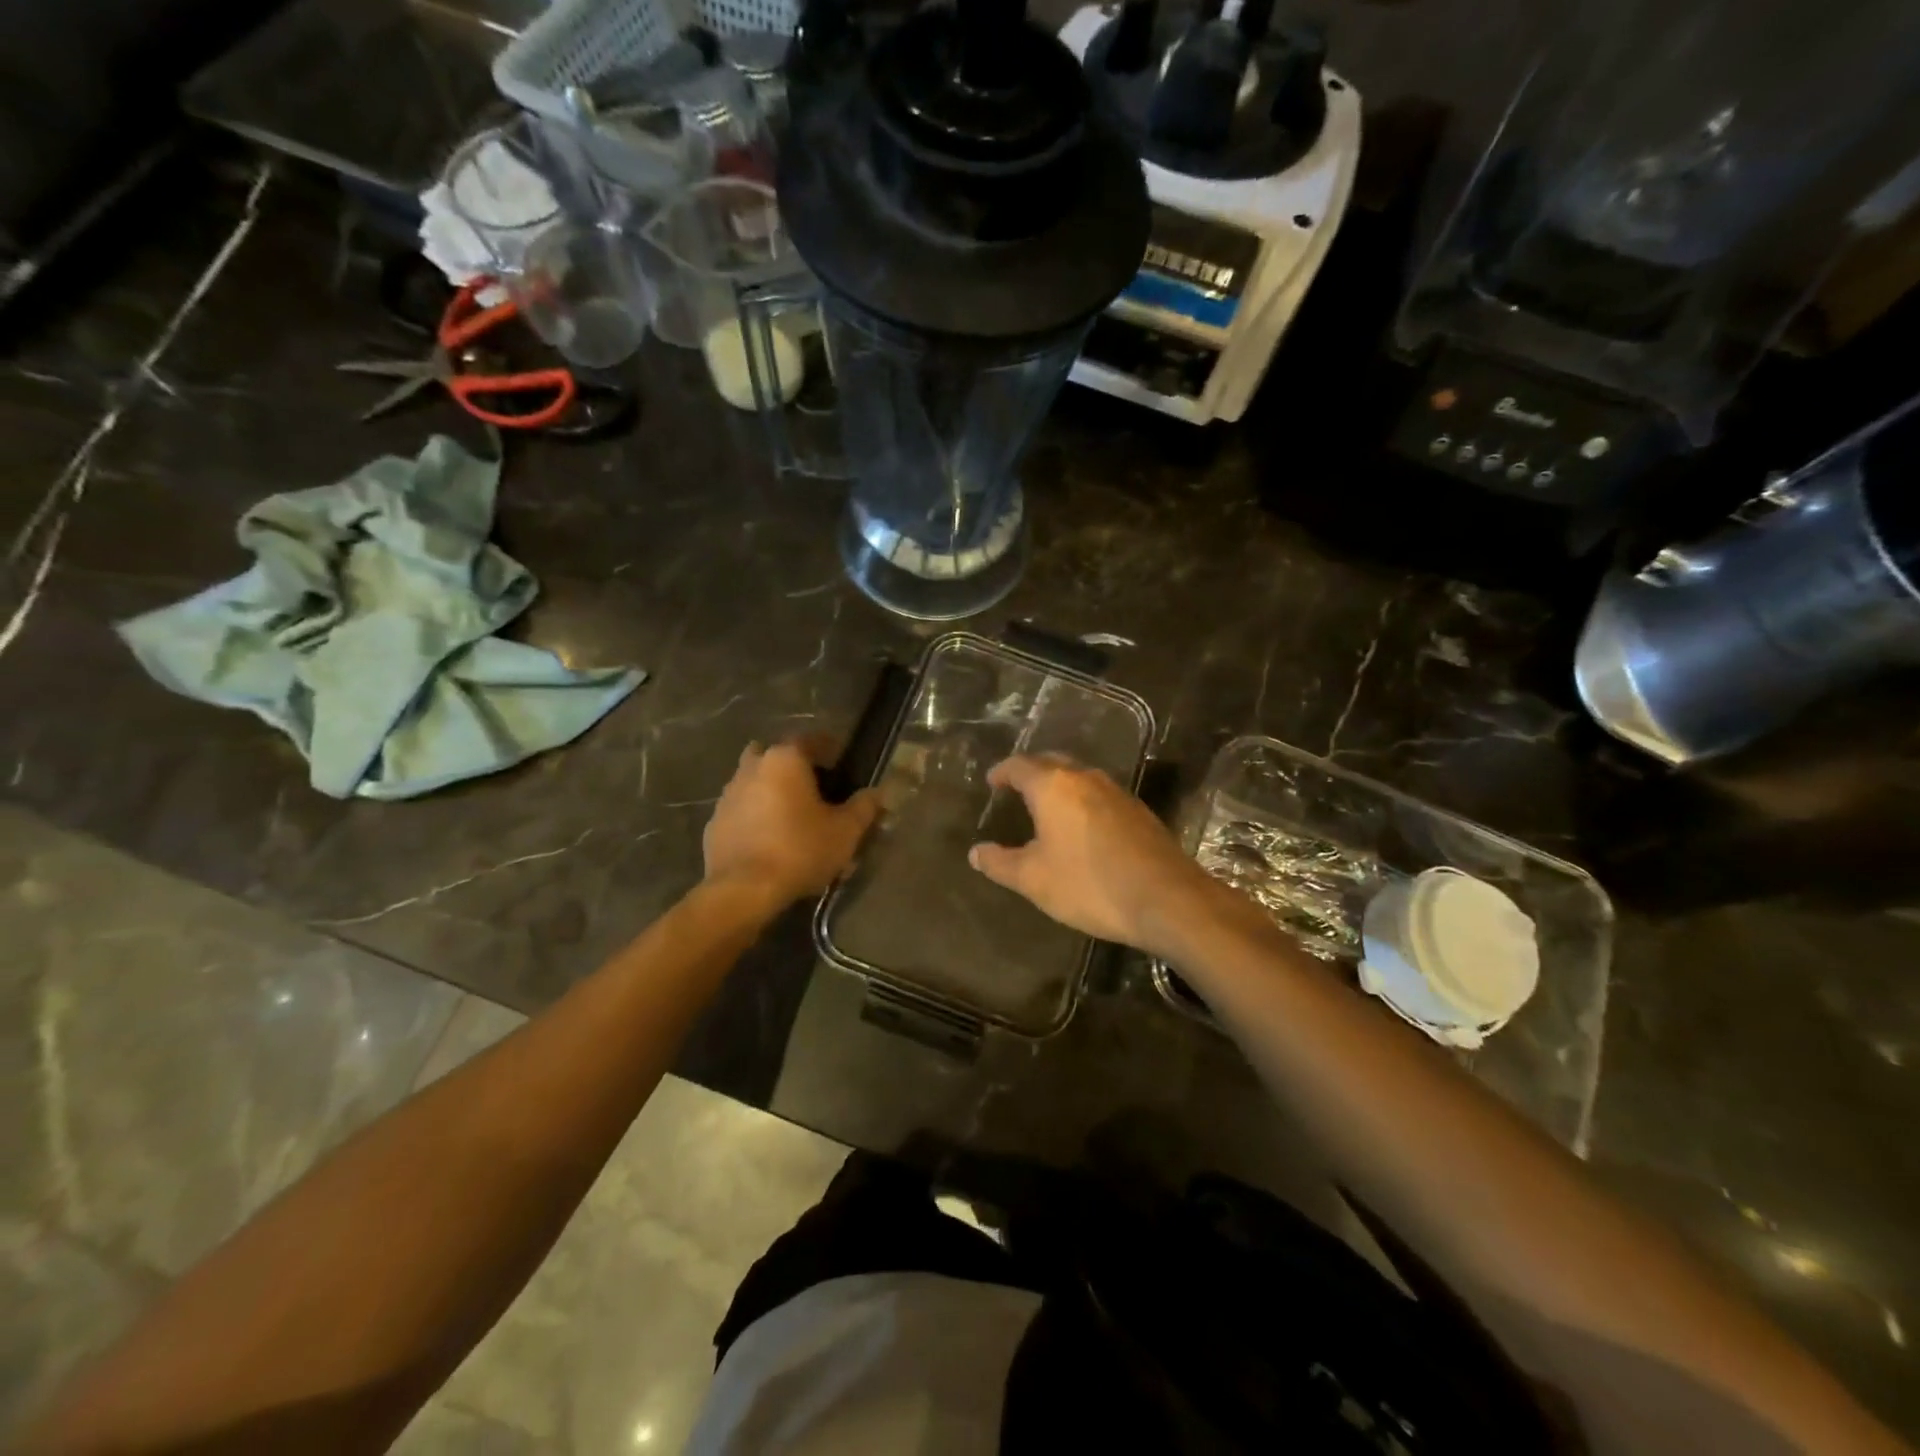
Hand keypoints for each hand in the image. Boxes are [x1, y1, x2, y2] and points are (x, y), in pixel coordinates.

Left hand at [703, 738, 880, 909]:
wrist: (743, 891)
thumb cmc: (800, 851)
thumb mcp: (845, 831)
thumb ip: (865, 806)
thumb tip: (878, 792)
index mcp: (786, 759)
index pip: (812, 740)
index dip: (831, 750)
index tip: (843, 765)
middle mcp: (753, 766)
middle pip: (778, 756)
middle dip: (795, 768)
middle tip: (815, 790)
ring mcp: (728, 794)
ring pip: (755, 780)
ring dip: (771, 790)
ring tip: (791, 816)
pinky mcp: (714, 822)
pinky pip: (741, 809)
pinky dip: (754, 815)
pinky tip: (769, 839)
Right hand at [967, 753, 1217, 953]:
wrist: (1166, 899)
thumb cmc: (1089, 884)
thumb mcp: (1034, 879)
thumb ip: (1000, 863)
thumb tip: (975, 852)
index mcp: (1054, 786)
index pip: (1020, 765)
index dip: (1002, 772)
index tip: (991, 782)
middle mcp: (1085, 778)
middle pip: (1052, 762)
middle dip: (1031, 771)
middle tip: (1015, 788)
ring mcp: (1116, 792)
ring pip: (1079, 776)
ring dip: (1059, 784)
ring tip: (1045, 806)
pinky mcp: (1138, 810)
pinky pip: (1099, 794)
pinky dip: (1081, 800)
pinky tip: (1081, 825)